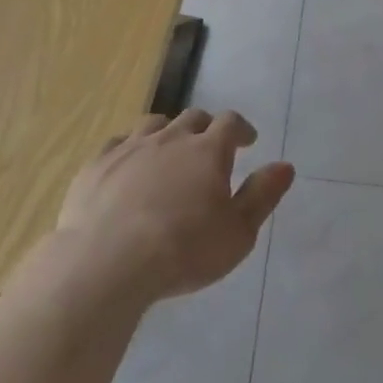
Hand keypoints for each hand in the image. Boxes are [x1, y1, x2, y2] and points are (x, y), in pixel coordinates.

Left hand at [54, 109, 294, 301]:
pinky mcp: (97, 165)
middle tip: (209, 147)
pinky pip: (117, 143)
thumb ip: (262, 195)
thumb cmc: (183, 250)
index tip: (247, 140)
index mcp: (208, 150)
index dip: (241, 128)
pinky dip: (130, 149)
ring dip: (167, 132)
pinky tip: (128, 166)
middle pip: (192, 118)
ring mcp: (130, 148)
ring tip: (169, 151)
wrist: (106, 263)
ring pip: (154, 124)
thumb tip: (285, 166)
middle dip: (205, 128)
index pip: (231, 123)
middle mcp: (171, 138)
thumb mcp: (238, 232)